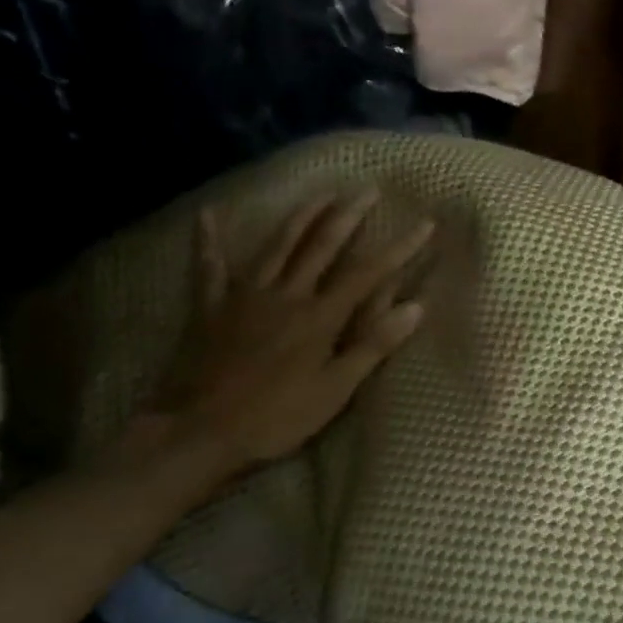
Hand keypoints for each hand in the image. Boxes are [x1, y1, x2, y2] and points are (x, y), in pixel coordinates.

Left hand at [149, 188, 431, 479]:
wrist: (197, 433)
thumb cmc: (274, 418)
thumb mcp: (334, 391)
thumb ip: (373, 346)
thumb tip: (415, 307)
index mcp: (319, 317)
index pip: (368, 274)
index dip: (399, 248)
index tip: (425, 223)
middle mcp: (286, 294)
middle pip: (322, 246)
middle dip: (348, 216)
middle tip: (367, 189)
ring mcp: (245, 296)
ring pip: (277, 246)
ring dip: (301, 216)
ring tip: (321, 193)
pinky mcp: (210, 307)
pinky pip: (208, 267)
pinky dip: (209, 240)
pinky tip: (208, 214)